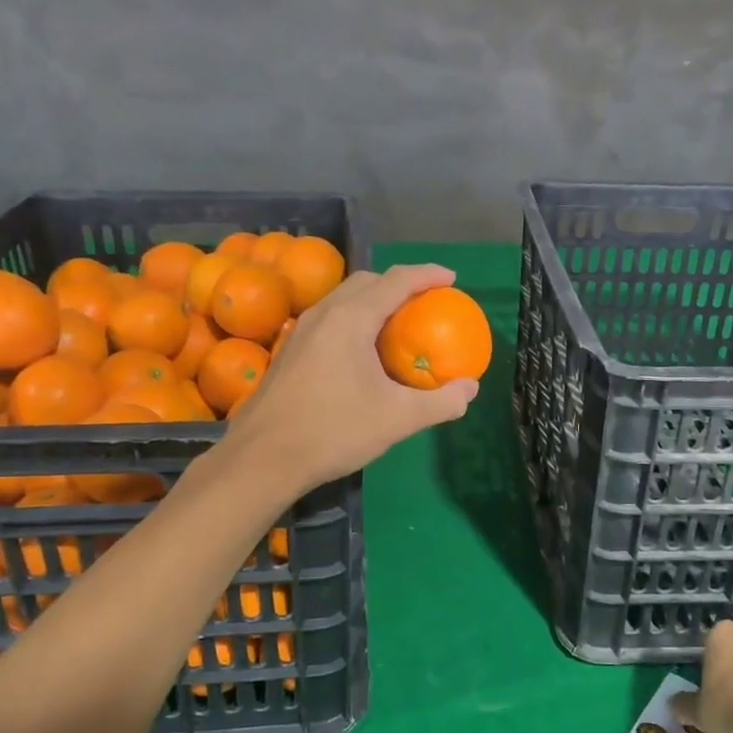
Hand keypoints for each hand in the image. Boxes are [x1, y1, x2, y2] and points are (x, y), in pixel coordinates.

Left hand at [223, 263, 479, 492]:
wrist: (262, 457)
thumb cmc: (333, 431)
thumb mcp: (397, 419)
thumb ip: (440, 402)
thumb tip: (470, 389)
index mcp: (351, 319)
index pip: (396, 281)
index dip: (427, 275)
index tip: (451, 279)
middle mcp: (324, 314)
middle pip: (367, 281)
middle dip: (399, 283)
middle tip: (425, 302)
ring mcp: (302, 331)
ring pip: (344, 298)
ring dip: (374, 300)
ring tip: (397, 323)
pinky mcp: (290, 350)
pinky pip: (330, 318)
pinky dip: (355, 318)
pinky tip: (362, 352)